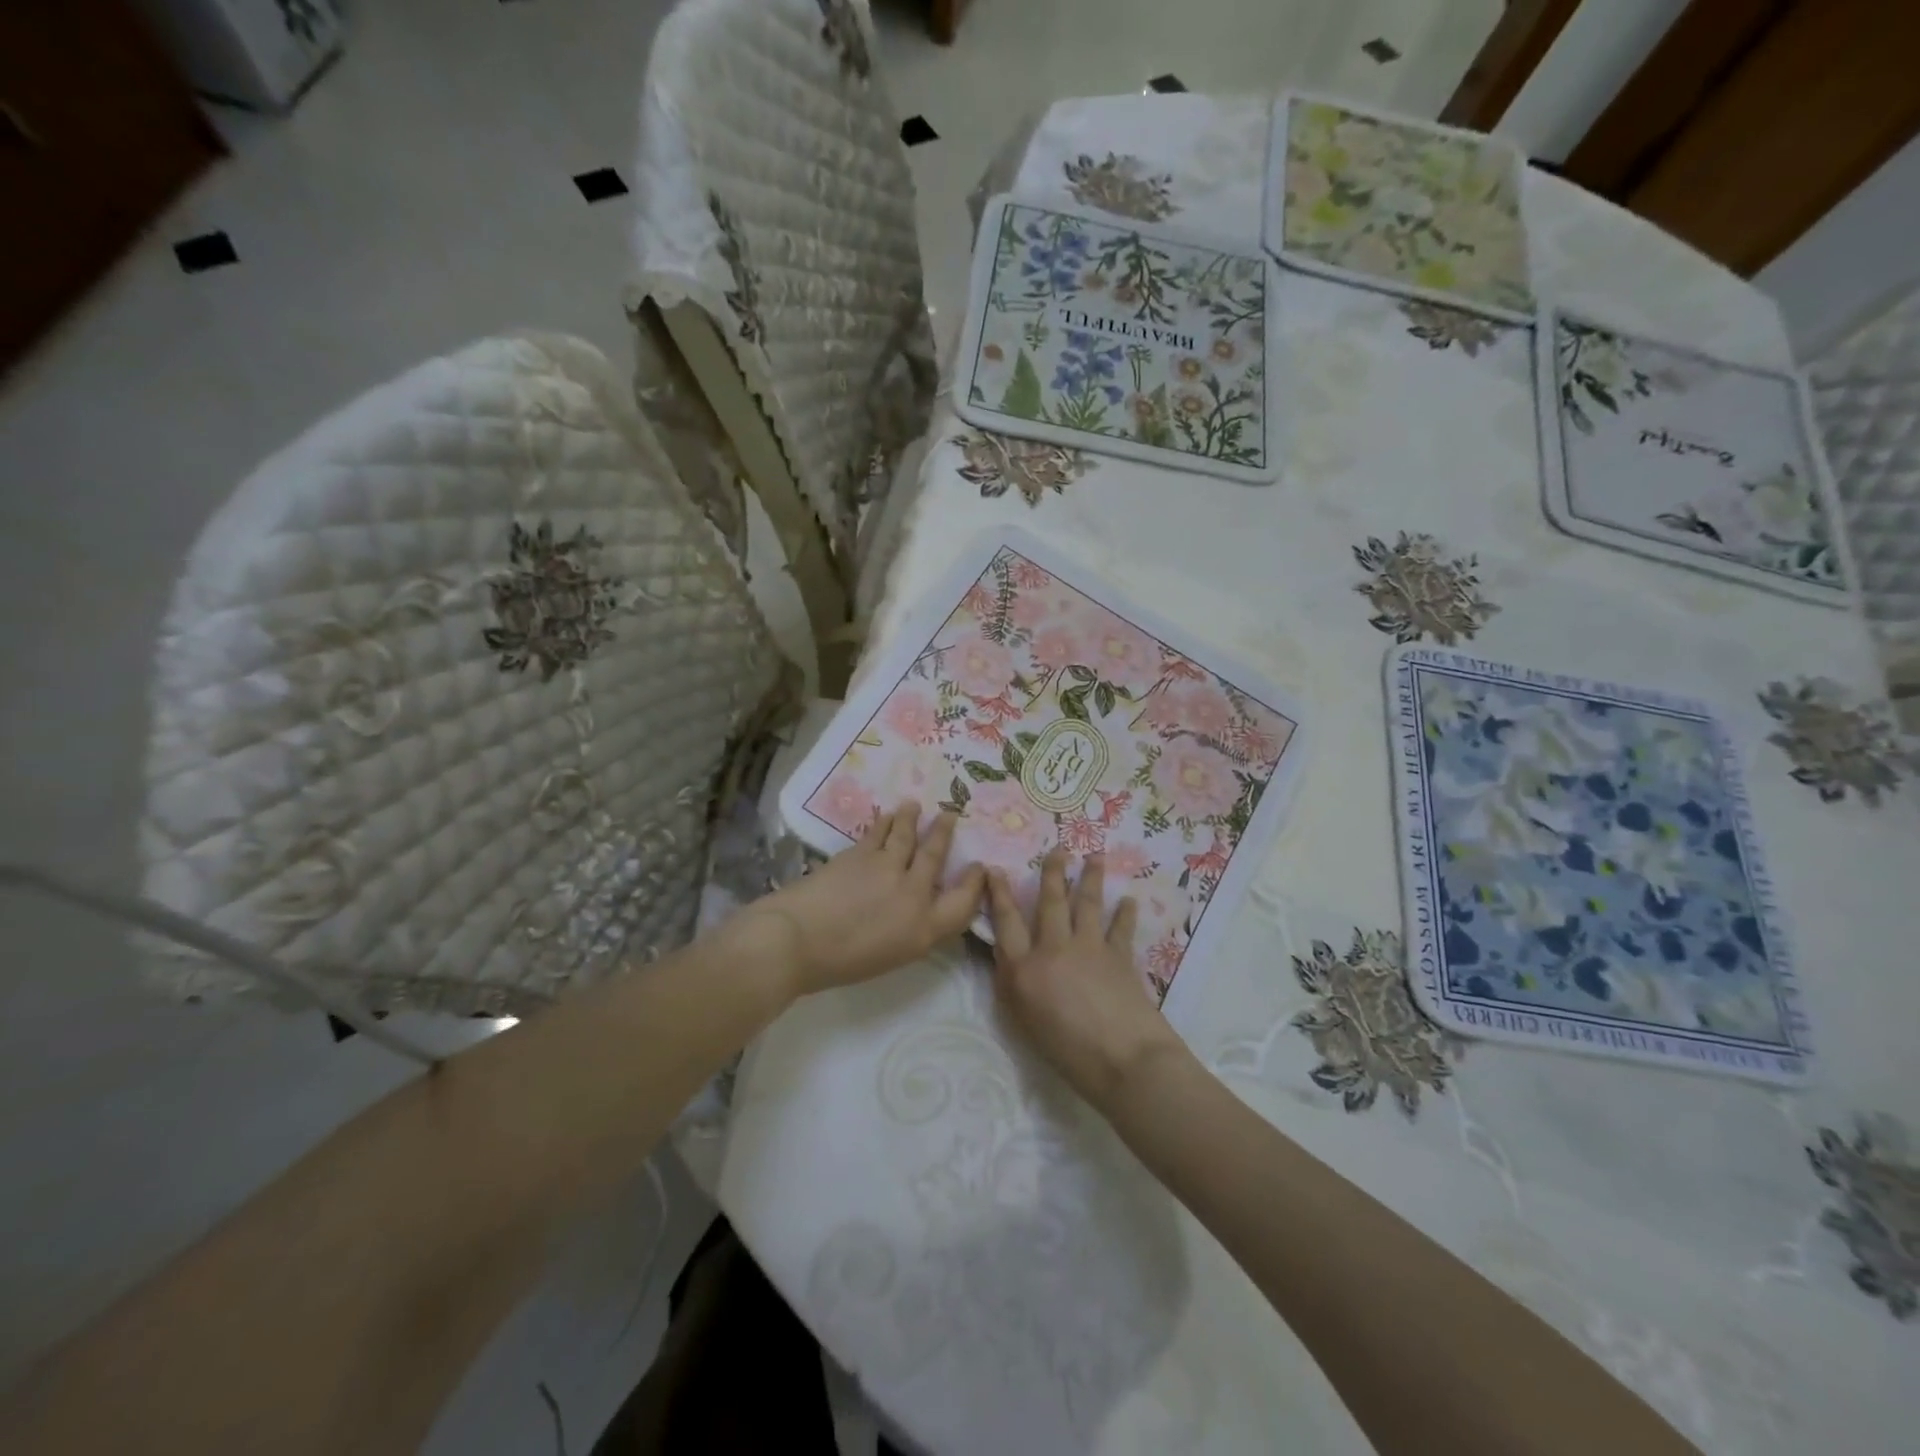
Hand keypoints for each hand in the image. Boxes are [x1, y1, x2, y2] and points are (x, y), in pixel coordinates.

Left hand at [742, 802, 985, 995]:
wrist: (798, 939)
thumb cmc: (840, 963)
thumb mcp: (891, 958)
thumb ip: (910, 931)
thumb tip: (914, 910)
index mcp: (923, 929)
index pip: (963, 903)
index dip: (975, 884)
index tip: (979, 867)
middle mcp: (913, 893)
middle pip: (936, 856)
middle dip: (944, 833)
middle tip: (950, 814)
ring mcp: (888, 868)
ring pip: (907, 834)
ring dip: (912, 818)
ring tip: (914, 805)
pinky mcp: (861, 853)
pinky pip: (879, 832)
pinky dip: (884, 822)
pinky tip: (886, 815)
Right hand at [985, 848, 1186, 1110]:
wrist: (1124, 1061)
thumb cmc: (1067, 1053)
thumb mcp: (1024, 1022)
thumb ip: (1015, 986)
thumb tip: (1009, 959)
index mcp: (1024, 969)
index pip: (1006, 922)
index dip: (999, 894)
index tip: (994, 869)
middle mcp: (1054, 949)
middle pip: (1051, 902)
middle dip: (1052, 872)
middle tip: (1058, 848)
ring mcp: (1089, 948)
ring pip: (1087, 904)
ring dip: (1091, 878)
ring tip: (1094, 856)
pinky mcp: (1119, 956)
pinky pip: (1120, 928)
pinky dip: (1125, 913)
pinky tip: (1129, 900)